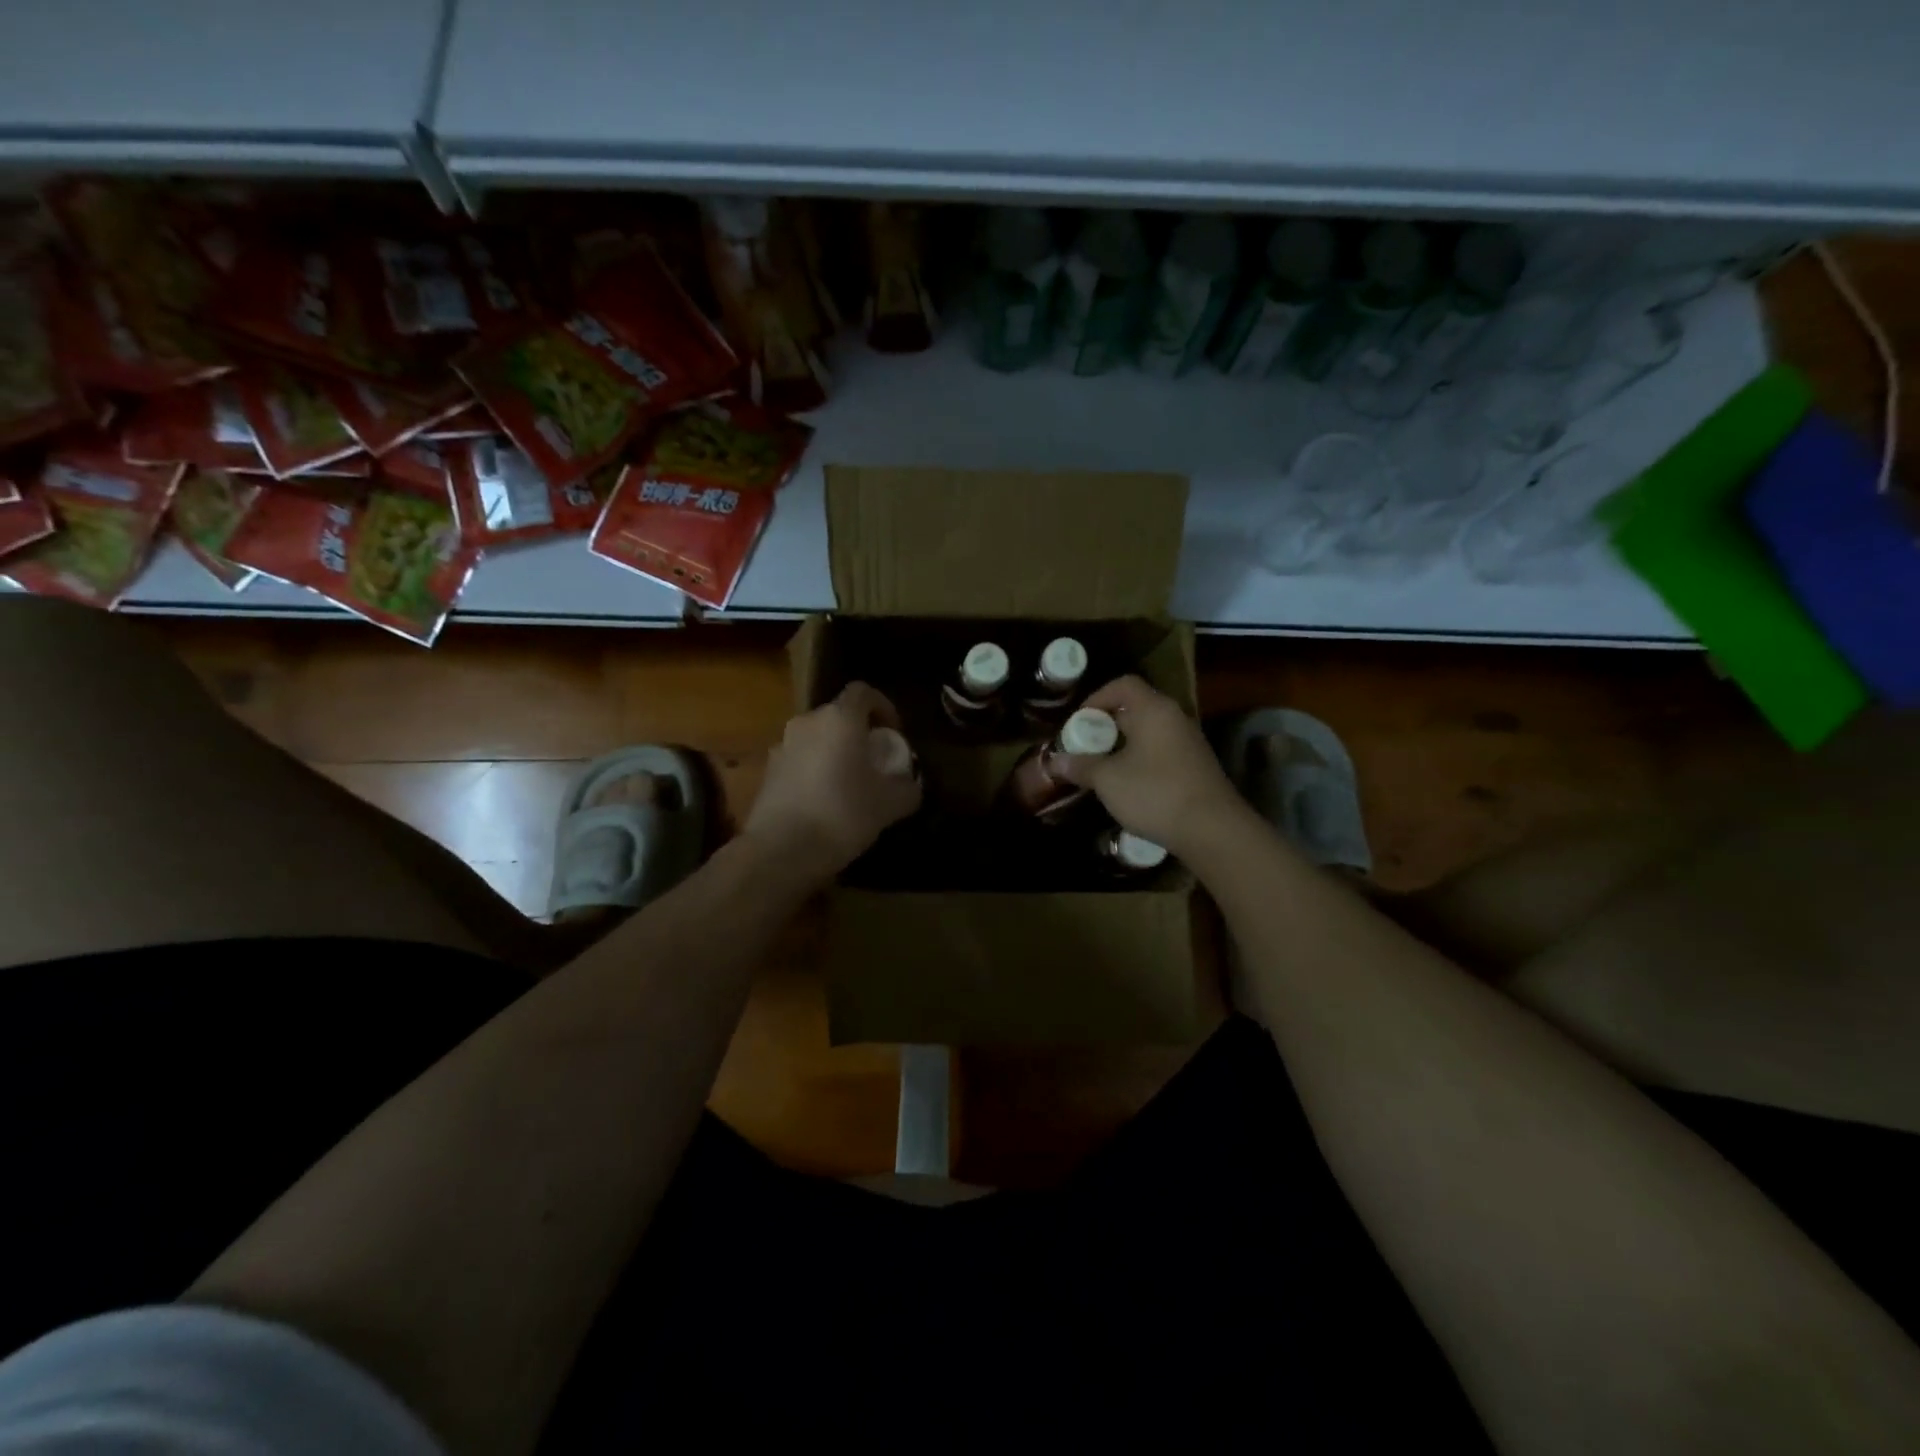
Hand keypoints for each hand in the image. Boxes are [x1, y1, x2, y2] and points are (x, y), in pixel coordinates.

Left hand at [744, 682, 922, 878]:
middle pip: (838, 716)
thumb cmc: (843, 814)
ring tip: (849, 784)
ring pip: (816, 739)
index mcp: (840, 719)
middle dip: (858, 733)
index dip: (883, 706)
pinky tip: (824, 803)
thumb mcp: (890, 804)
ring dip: (834, 753)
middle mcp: (807, 723)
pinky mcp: (767, 772)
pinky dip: (814, 772)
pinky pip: (799, 761)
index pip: (863, 692)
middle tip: (874, 762)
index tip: (894, 733)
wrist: (781, 850)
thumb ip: (907, 788)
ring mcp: (782, 746)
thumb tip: (911, 784)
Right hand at [1056, 676, 1245, 856]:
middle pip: (1135, 708)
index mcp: (1154, 710)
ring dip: (1122, 746)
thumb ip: (1081, 766)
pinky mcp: (1195, 767)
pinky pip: (1160, 752)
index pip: (1123, 685)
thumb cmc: (1155, 793)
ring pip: (1148, 733)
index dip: (1096, 697)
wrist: (1212, 830)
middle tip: (1083, 747)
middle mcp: (1174, 719)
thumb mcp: (1108, 780)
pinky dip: (1139, 760)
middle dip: (1105, 725)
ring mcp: (1188, 743)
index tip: (1078, 721)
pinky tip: (1127, 786)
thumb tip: (1055, 761)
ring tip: (1100, 768)